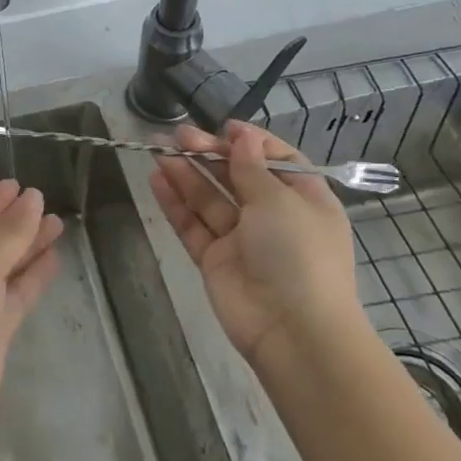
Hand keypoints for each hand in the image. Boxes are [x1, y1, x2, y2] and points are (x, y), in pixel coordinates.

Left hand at [0, 180, 62, 446]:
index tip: (20, 185)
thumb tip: (33, 199)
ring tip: (58, 224)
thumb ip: (9, 232)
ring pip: (3, 262)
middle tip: (46, 202)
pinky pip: (14, 290)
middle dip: (14, 220)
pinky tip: (54, 257)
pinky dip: (32, 274)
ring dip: (28, 244)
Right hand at [147, 120, 360, 371]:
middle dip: (208, 154)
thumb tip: (242, 136)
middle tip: (178, 136)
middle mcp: (273, 217)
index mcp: (303, 200)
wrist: (293, 331)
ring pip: (209, 199)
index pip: (277, 160)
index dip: (251, 143)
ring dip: (185, 173)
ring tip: (157, 149)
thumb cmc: (298, 253)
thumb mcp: (280, 200)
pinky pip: (193, 225)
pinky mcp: (216, 260)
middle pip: (236, 176)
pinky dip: (175, 203)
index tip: (224, 128)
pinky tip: (157, 179)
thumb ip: (251, 167)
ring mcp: (242, 240)